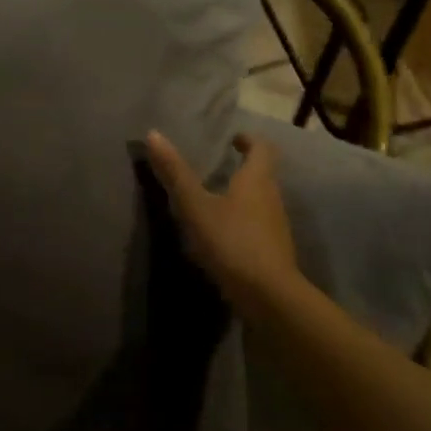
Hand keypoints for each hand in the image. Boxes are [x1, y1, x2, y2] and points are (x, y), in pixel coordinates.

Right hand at [144, 130, 301, 302]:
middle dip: (244, 168)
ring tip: (216, 201)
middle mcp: (272, 197)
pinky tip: (224, 236)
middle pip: (264, 174)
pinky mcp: (275, 252)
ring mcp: (277, 227)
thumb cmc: (232, 241)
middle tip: (219, 168)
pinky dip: (244, 223)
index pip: (262, 148)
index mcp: (257, 179)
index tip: (233, 139)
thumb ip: (175, 173)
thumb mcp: (195, 206)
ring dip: (244, 197)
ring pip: (262, 202)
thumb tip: (153, 134)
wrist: (269, 296)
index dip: (249, 140)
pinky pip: (259, 227)